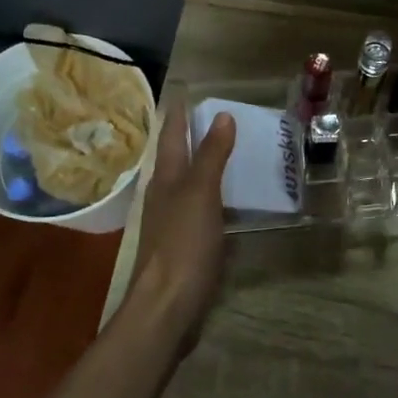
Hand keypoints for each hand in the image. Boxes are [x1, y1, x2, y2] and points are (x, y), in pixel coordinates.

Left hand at [127, 97, 235, 342]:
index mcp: (166, 179)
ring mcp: (173, 223)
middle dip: (194, 139)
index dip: (180, 115)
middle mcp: (165, 196)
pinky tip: (232, 203)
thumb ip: (211, 156)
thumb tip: (222, 116)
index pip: (172, 137)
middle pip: (178, 160)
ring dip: (207, 169)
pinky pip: (203, 211)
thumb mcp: (200, 194)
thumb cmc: (183, 244)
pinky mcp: (185, 246)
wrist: (167, 305)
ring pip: (190, 186)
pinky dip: (217, 199)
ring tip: (232, 154)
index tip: (189, 93)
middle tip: (221, 120)